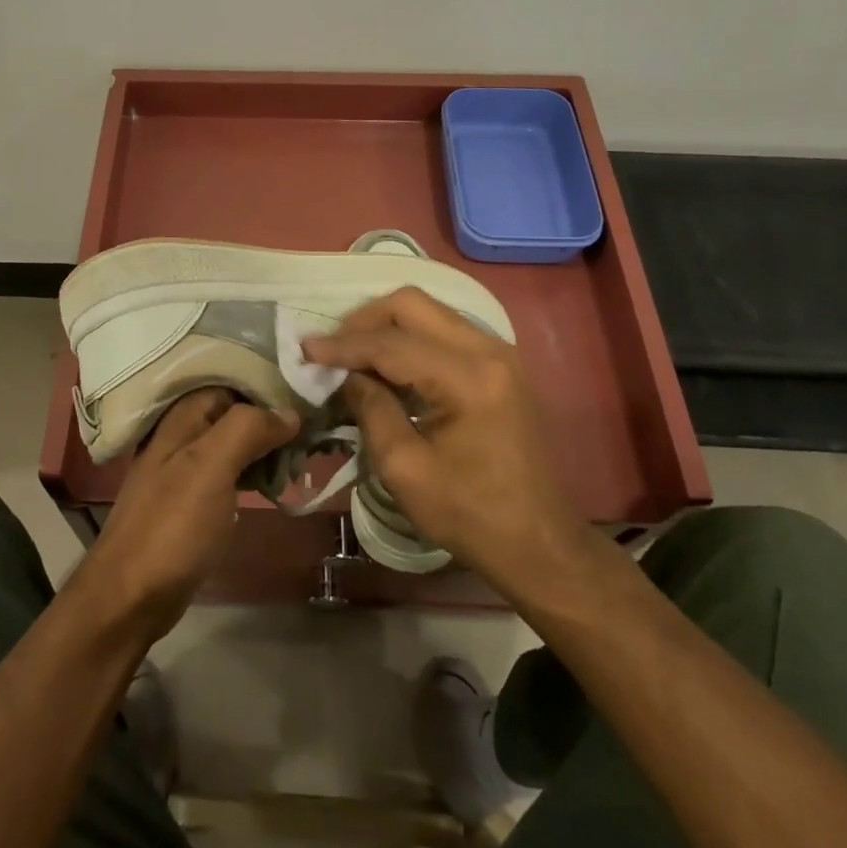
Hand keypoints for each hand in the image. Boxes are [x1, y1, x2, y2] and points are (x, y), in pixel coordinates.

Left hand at [71, 388, 297, 640]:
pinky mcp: (194, 500)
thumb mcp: (211, 467)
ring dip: (269, 446)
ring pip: (236, 443)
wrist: (131, 596)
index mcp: (182, 416)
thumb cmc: (172, 525)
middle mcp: (182, 434)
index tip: (311, 395)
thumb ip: (248, 429)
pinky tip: (279, 482)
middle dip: (274, 418)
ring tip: (307, 454)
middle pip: (237, 411)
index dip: (270, 385)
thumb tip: (290, 412)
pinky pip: (232, 472)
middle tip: (317, 430)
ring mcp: (186, 468)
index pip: (234, 381)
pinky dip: (256, 472)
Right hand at [302, 287, 603, 600]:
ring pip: (429, 311)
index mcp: (469, 378)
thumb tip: (348, 375)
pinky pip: (445, 330)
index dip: (343, 344)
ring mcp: (499, 353)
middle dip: (364, 320)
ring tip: (353, 356)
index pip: (391, 342)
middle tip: (332, 348)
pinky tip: (388, 366)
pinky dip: (410, 338)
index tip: (305, 348)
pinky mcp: (500, 365)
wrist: (541, 544)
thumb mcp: (405, 469)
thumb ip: (371, 409)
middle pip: (412, 304)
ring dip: (387, 326)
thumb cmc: (471, 514)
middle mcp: (489, 350)